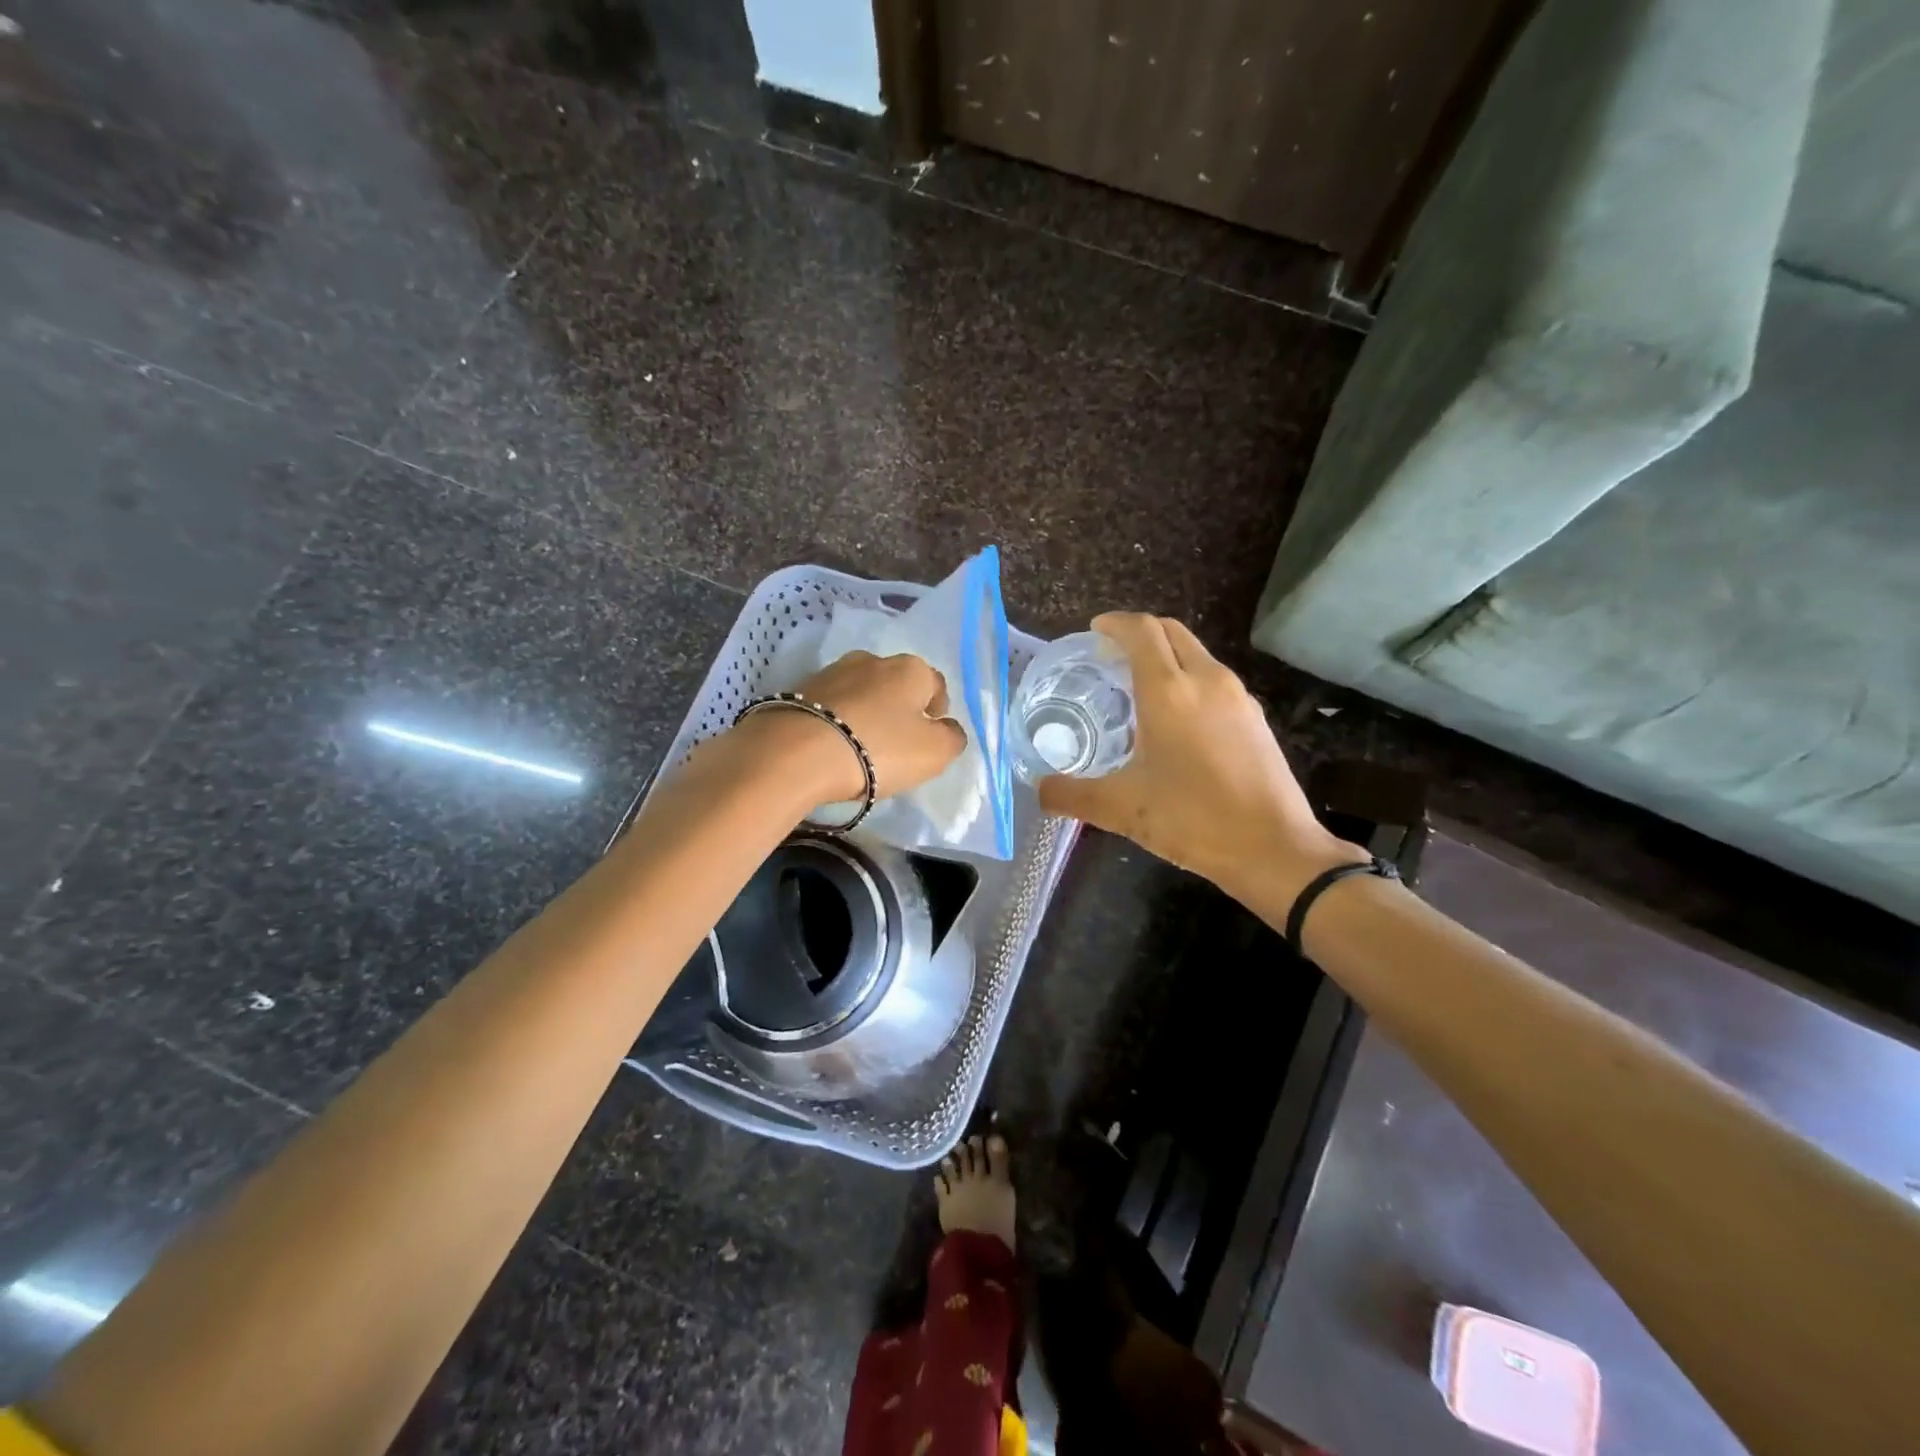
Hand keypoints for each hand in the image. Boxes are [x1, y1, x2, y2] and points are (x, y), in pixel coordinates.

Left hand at [743, 650, 965, 801]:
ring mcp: (832, 671)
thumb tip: (948, 728)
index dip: (936, 711)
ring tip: (858, 746)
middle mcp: (872, 660)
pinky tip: (831, 745)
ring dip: (865, 712)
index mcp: (911, 668)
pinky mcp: (798, 689)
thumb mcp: (934, 753)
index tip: (927, 738)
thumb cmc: (878, 750)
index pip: (936, 684)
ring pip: (861, 692)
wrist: (797, 753)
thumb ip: (952, 738)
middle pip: (896, 685)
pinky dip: (835, 719)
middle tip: (893, 745)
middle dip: (898, 709)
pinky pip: (830, 704)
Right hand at [1037, 613, 1365, 905]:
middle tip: (1111, 656)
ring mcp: (1237, 697)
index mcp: (1169, 691)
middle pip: (1171, 632)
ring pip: (1196, 654)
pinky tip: (1177, 719)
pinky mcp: (1255, 718)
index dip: (1115, 624)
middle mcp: (1206, 680)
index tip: (1094, 632)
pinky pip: (1214, 680)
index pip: (1141, 631)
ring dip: (1166, 656)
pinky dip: (1188, 679)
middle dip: (1140, 633)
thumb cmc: (1193, 819)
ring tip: (1139, 686)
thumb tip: (1038, 790)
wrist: (1274, 848)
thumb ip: (1072, 795)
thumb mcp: (1121, 809)